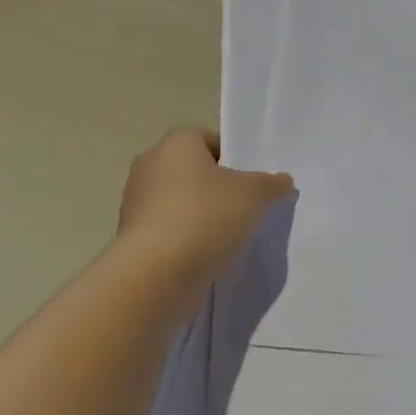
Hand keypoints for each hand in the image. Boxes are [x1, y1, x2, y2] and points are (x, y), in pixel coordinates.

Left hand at [117, 127, 293, 297]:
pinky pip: (170, 229)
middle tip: (247, 207)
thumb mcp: (254, 195)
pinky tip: (209, 255)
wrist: (155, 274)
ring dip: (203, 215)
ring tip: (231, 236)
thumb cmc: (205, 217)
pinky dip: (188, 238)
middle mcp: (150, 166)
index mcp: (175, 144)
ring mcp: (137, 203)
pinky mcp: (134, 237)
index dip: (234, 158)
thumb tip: (282, 181)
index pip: (209, 139)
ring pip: (182, 202)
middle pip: (194, 171)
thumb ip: (271, 184)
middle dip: (220, 188)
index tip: (252, 182)